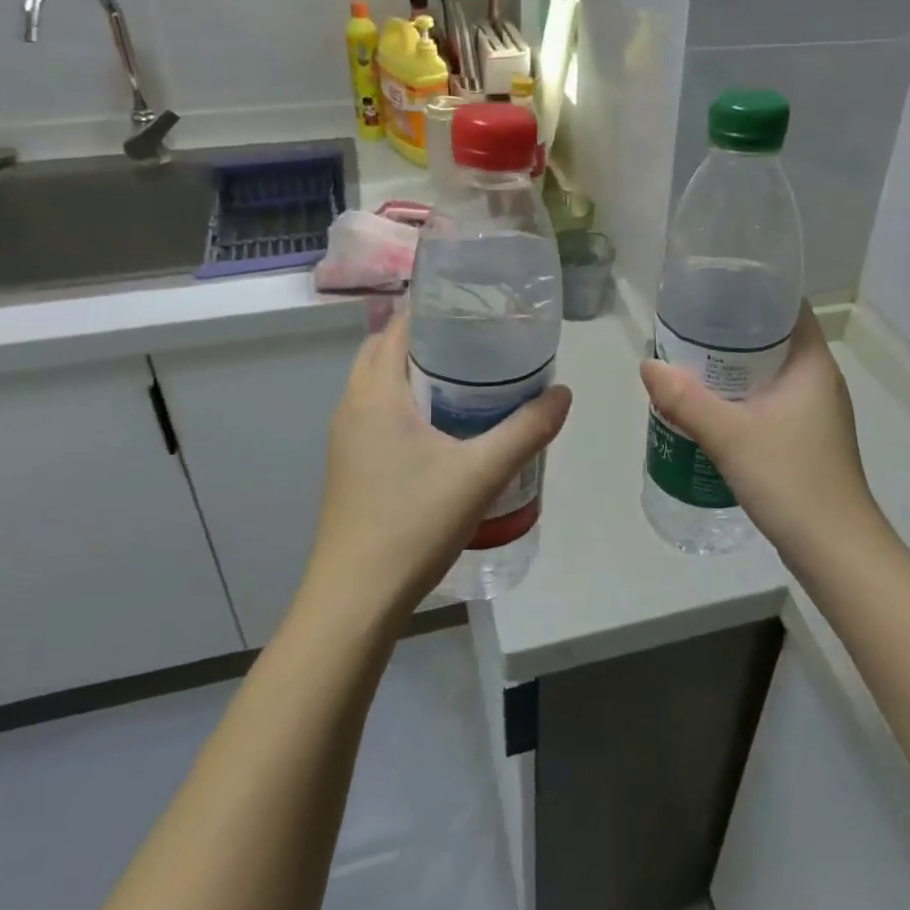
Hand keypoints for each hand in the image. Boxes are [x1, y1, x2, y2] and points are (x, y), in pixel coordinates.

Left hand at [306, 313, 572, 622]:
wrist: (355, 599)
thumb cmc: (412, 524)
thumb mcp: (481, 473)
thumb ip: (527, 430)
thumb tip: (563, 393)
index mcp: (375, 394)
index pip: (396, 327)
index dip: (433, 310)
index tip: (476, 309)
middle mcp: (352, 407)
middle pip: (384, 351)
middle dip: (427, 341)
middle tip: (478, 346)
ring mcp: (346, 439)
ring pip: (380, 385)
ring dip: (416, 374)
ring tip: (469, 382)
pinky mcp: (350, 466)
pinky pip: (378, 414)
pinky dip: (407, 404)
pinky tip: (446, 430)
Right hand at [640, 305, 885, 565]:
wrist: (835, 551)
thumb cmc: (791, 479)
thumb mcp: (730, 436)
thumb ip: (685, 400)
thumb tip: (648, 365)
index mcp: (813, 365)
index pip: (790, 308)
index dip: (755, 292)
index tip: (715, 290)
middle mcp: (820, 382)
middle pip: (775, 340)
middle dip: (733, 333)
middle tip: (689, 329)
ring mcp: (816, 414)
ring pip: (771, 375)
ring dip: (735, 370)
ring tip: (691, 365)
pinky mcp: (807, 441)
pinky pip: (771, 404)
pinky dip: (743, 399)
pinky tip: (712, 411)